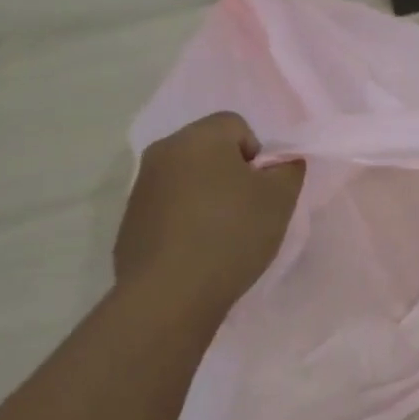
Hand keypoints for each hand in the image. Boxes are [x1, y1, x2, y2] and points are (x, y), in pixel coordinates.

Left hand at [114, 112, 304, 311]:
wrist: (170, 295)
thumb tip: (280, 162)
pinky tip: (197, 252)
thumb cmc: (232, 234)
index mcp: (198, 137)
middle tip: (248, 211)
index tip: (262, 190)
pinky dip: (185, 221)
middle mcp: (163, 152)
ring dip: (207, 197)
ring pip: (187, 180)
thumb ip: (288, 169)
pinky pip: (169, 209)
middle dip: (231, 174)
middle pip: (209, 150)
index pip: (236, 125)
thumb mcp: (280, 198)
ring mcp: (140, 188)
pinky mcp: (130, 222)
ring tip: (222, 236)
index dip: (258, 155)